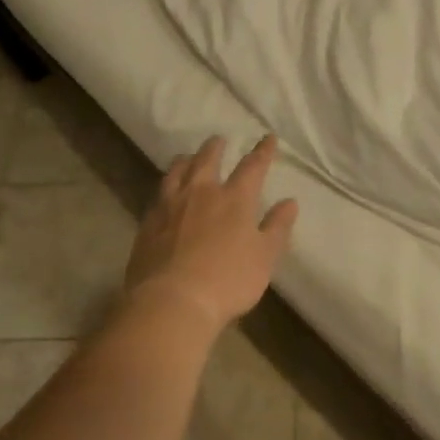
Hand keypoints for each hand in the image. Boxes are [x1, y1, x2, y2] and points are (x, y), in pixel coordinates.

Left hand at [124, 134, 298, 334]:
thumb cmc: (227, 280)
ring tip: (188, 157)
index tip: (268, 138)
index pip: (252, 167)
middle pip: (207, 160)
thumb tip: (290, 202)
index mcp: (234, 199)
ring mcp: (171, 206)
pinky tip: (165, 192)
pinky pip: (158, 194)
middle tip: (218, 140)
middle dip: (215, 148)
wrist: (171, 301)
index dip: (262, 151)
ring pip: (177, 171)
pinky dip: (166, 185)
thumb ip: (277, 227)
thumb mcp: (264, 257)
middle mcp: (201, 193)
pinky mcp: (149, 222)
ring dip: (186, 160)